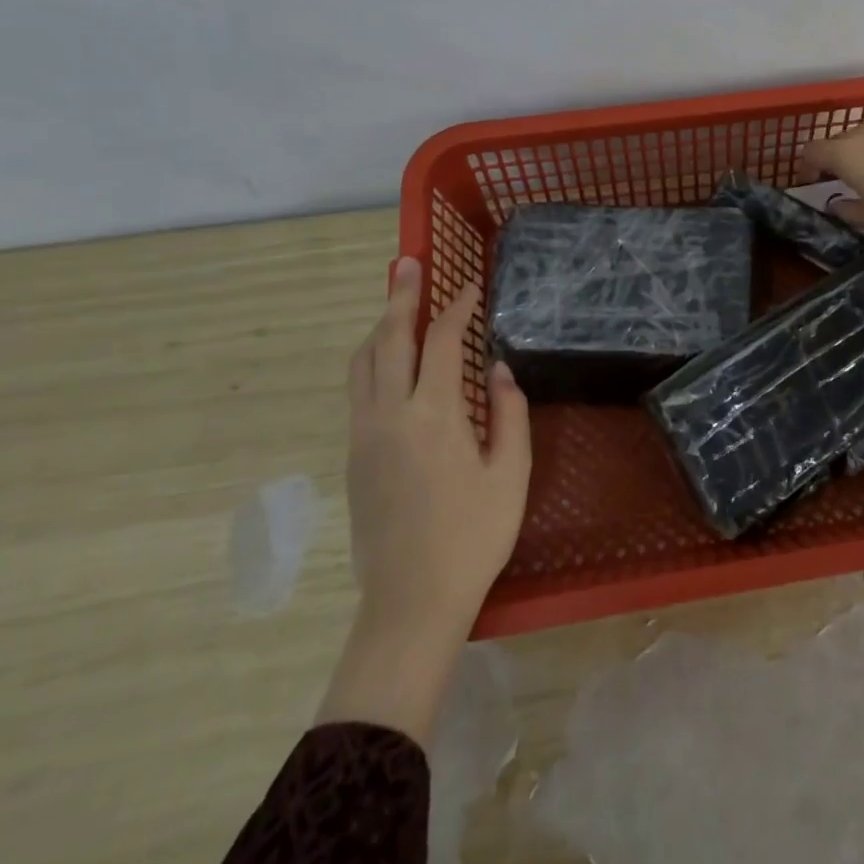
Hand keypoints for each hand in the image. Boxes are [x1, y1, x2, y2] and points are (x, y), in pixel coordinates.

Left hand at [316, 258, 530, 740]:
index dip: (457, 307)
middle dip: (400, 297)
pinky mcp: (353, 456)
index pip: (442, 342)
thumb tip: (500, 369)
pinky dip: (371, 358)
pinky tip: (388, 360)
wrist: (411, 600)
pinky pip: (357, 389)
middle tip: (407, 263)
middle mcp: (389, 414)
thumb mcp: (510, 474)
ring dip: (379, 326)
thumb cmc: (473, 536)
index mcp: (433, 415)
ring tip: (395, 304)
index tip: (471, 286)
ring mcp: (364, 435)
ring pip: (362, 363)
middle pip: (388, 339)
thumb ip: (510, 414)